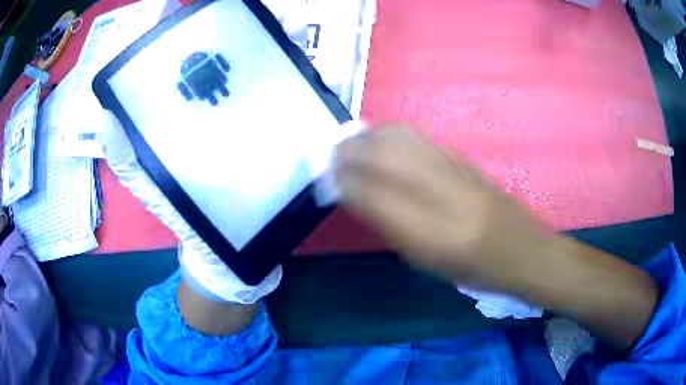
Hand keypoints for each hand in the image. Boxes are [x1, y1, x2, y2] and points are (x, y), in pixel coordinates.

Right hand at [335, 124, 658, 349]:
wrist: (522, 250)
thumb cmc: (474, 269)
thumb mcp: (427, 260)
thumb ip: (390, 225)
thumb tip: (358, 194)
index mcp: (429, 232)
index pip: (371, 192)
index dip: (343, 180)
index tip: (325, 176)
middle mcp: (440, 192)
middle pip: (382, 155)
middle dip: (349, 151)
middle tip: (331, 157)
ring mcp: (453, 168)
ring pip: (399, 138)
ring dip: (368, 137)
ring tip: (350, 145)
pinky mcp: (462, 157)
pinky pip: (417, 137)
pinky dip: (391, 134)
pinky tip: (381, 139)